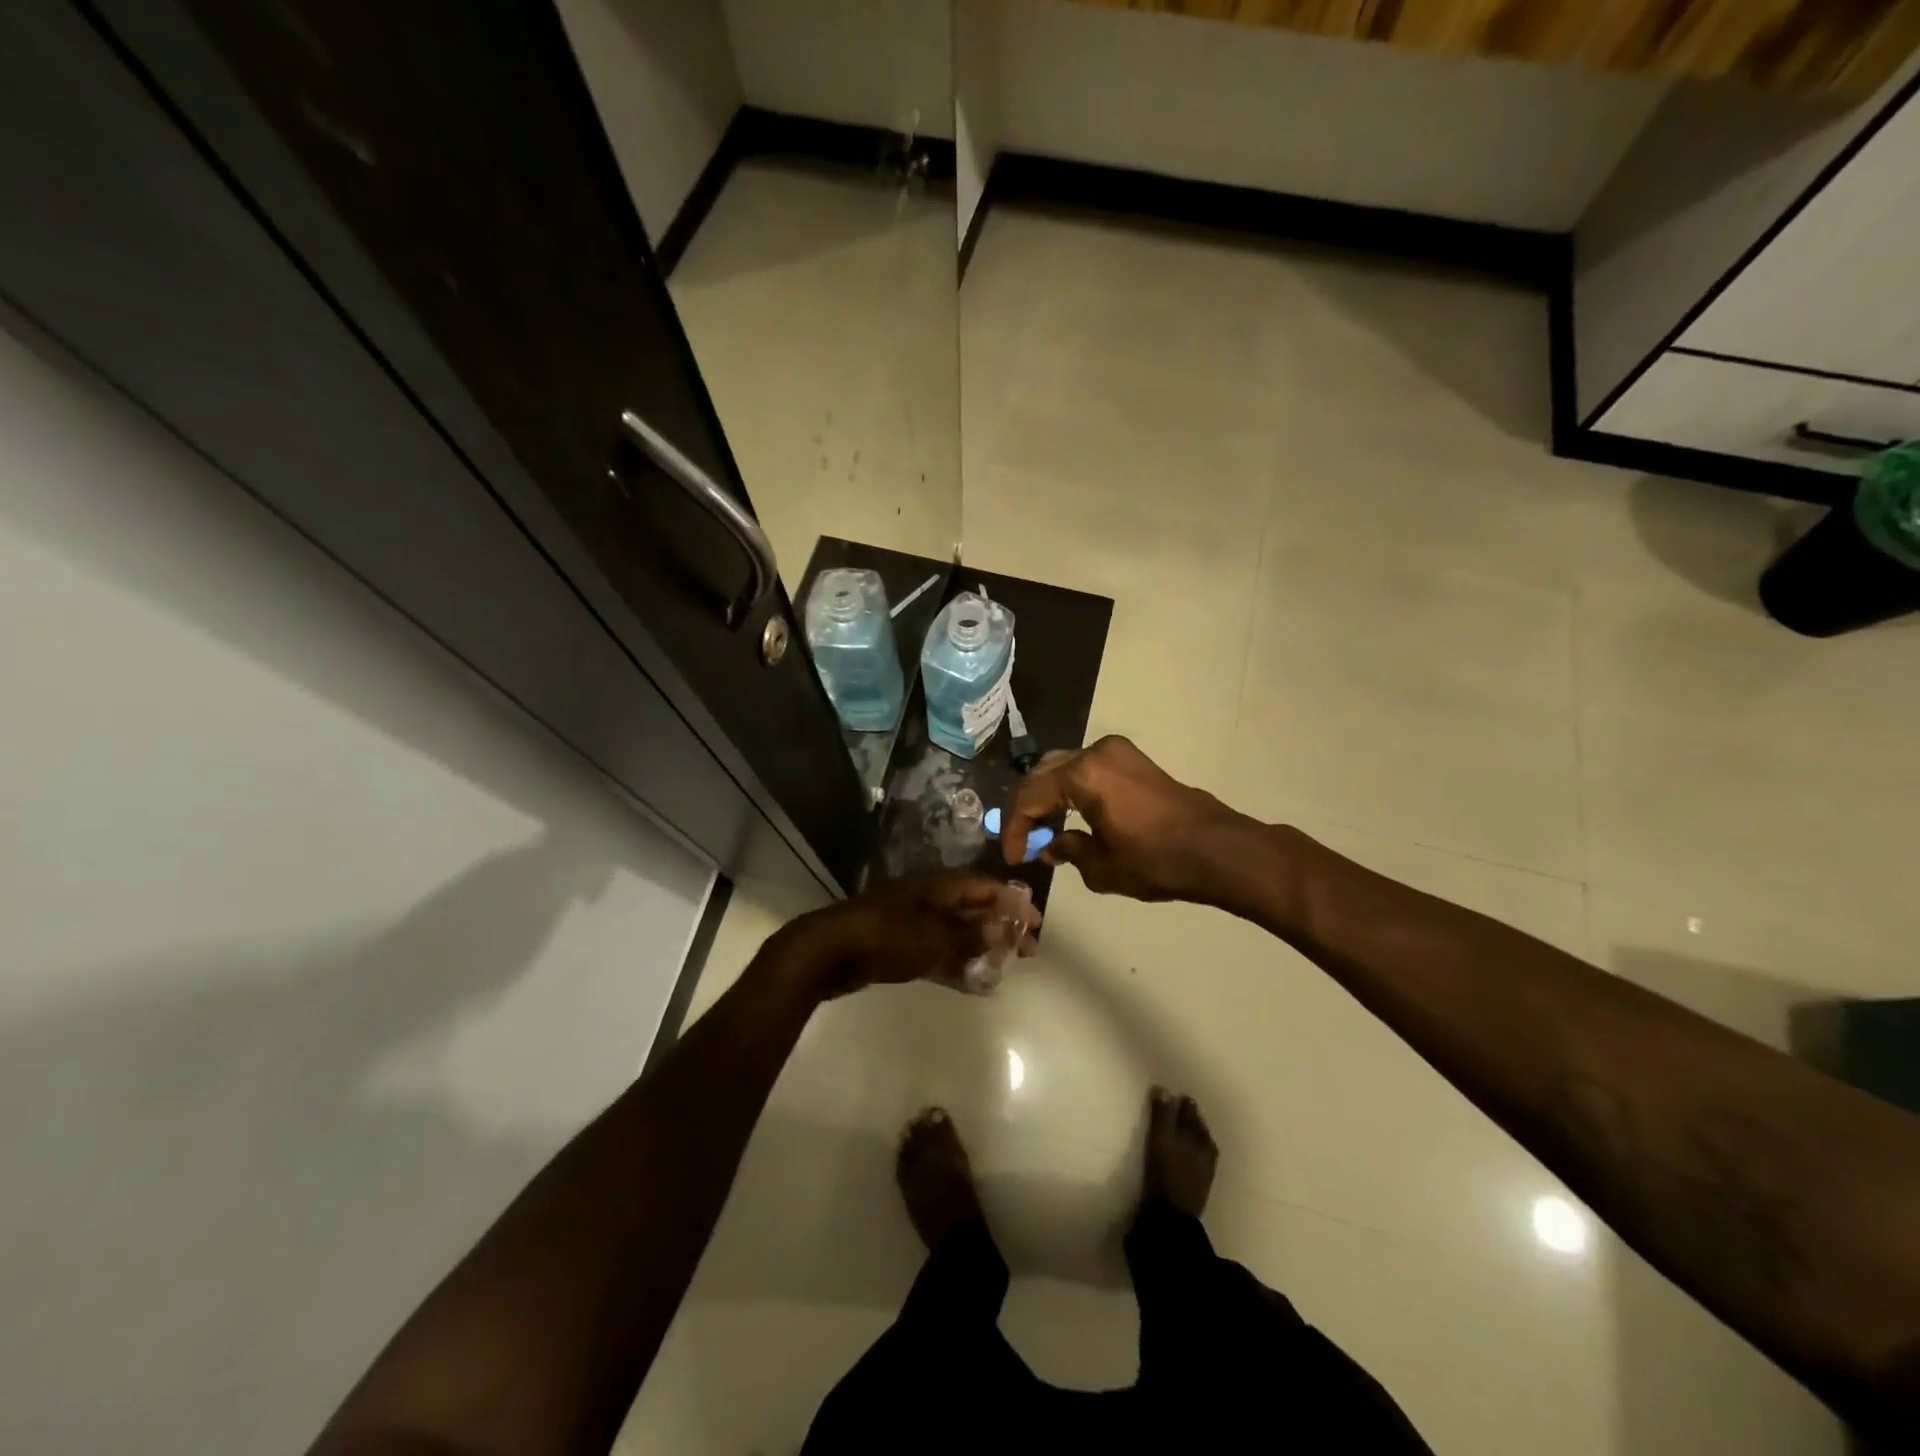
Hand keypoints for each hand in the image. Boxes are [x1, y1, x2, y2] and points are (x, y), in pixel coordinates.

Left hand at [770, 872, 1039, 1000]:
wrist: (830, 950)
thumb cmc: (888, 936)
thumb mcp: (936, 937)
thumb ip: (970, 937)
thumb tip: (999, 933)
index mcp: (940, 886)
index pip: (986, 887)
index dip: (1014, 902)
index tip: (1037, 923)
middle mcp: (929, 898)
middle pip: (973, 909)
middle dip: (1001, 927)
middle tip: (1026, 951)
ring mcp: (913, 921)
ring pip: (956, 932)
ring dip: (980, 948)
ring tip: (1005, 968)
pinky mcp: (899, 944)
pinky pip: (937, 952)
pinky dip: (956, 964)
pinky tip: (973, 983)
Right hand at [1001, 735, 1248, 902]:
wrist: (1217, 849)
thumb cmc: (1156, 860)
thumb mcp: (1101, 866)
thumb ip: (1067, 850)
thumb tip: (1051, 846)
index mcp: (1082, 775)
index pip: (1029, 797)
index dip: (1015, 829)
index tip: (1014, 858)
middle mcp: (1095, 753)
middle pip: (1042, 775)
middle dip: (1028, 809)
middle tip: (1024, 842)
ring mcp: (1116, 752)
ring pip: (1063, 768)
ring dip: (1049, 798)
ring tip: (1046, 833)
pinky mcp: (1132, 759)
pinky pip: (1086, 769)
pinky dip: (1071, 790)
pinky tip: (1071, 817)